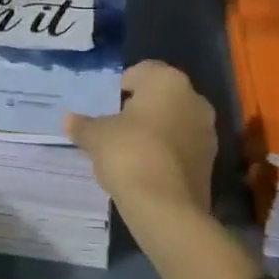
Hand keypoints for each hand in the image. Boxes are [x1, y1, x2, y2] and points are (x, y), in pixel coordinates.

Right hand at [65, 60, 215, 228]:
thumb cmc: (129, 153)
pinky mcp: (211, 163)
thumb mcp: (97, 136)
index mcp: (168, 80)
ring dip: (157, 131)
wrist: (166, 208)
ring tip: (131, 152)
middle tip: (118, 127)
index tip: (109, 105)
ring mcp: (207, 131)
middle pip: (162, 96)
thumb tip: (68, 120)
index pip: (142, 71)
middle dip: (142, 108)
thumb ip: (83, 125)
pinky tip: (147, 170)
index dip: (123, 86)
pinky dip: (167, 153)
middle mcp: (194, 98)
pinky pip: (183, 147)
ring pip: (175, 122)